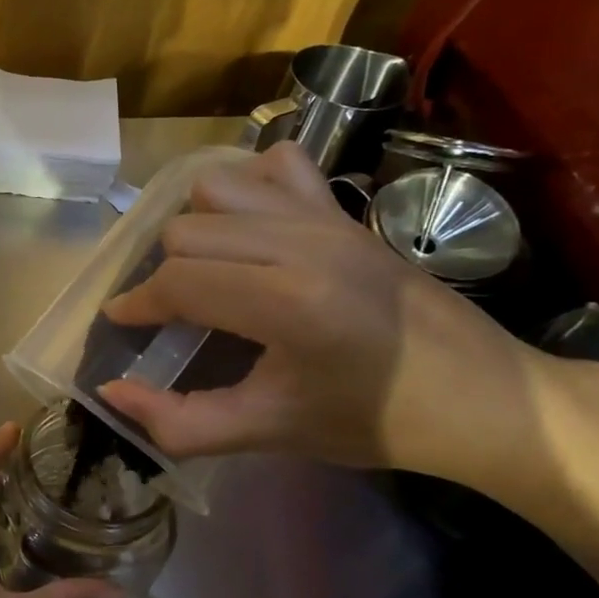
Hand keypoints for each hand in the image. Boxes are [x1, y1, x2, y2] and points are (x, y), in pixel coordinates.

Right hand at [95, 141, 543, 481]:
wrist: (486, 399)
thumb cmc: (375, 422)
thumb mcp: (270, 433)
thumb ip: (180, 423)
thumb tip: (112, 393)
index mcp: (287, 303)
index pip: (178, 283)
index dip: (136, 305)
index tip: (123, 325)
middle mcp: (303, 244)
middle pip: (185, 231)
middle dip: (163, 274)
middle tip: (170, 314)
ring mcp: (328, 217)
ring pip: (217, 188)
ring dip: (197, 227)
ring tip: (207, 269)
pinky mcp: (346, 208)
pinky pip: (276, 164)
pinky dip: (248, 187)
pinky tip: (252, 228)